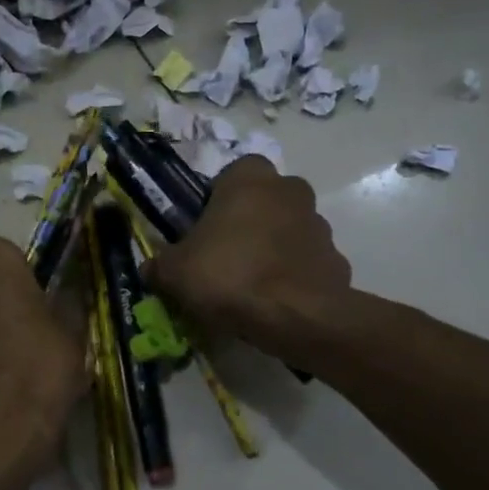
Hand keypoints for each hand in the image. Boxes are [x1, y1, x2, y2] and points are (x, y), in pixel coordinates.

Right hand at [143, 157, 350, 359]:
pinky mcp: (337, 260)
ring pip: (290, 229)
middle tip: (227, 255)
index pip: (234, 172)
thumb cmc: (229, 276)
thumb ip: (160, 264)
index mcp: (250, 179)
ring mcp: (320, 225)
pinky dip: (295, 276)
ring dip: (274, 247)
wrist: (296, 317)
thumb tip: (151, 268)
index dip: (219, 197)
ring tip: (252, 284)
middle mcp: (291, 191)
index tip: (206, 227)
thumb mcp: (175, 272)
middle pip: (266, 199)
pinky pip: (308, 262)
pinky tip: (277, 302)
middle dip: (251, 220)